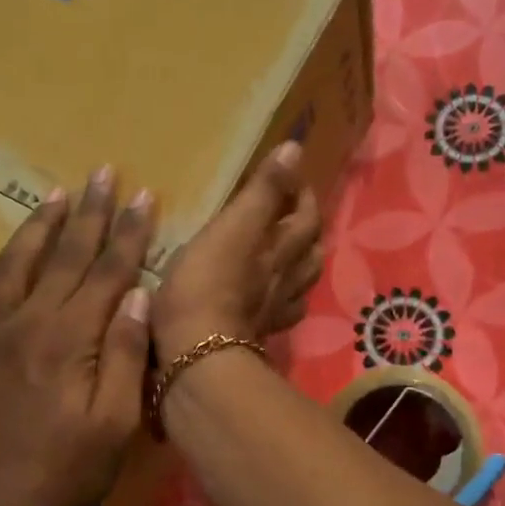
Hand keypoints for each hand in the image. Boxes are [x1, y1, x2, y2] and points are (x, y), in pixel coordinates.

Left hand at [0, 168, 153, 505]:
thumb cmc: (67, 474)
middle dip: (87, 212)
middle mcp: (24, 324)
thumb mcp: (117, 423)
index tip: (142, 195)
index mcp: (69, 338)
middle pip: (62, 256)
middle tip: (102, 172)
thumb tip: (136, 295)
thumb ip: (127, 355)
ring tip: (53, 197)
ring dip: (35, 229)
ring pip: (11, 267)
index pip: (106, 270)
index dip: (127, 231)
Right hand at [152, 140, 322, 359]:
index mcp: (279, 251)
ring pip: (299, 285)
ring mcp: (271, 312)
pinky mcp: (252, 336)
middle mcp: (283, 280)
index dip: (302, 195)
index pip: (304, 217)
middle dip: (307, 230)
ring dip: (301, 265)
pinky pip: (278, 315)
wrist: (196, 356)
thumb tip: (295, 149)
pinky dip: (282, 302)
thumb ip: (262, 191)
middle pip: (308, 253)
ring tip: (290, 253)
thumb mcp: (232, 228)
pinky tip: (272, 301)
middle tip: (295, 213)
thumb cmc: (206, 286)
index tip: (293, 177)